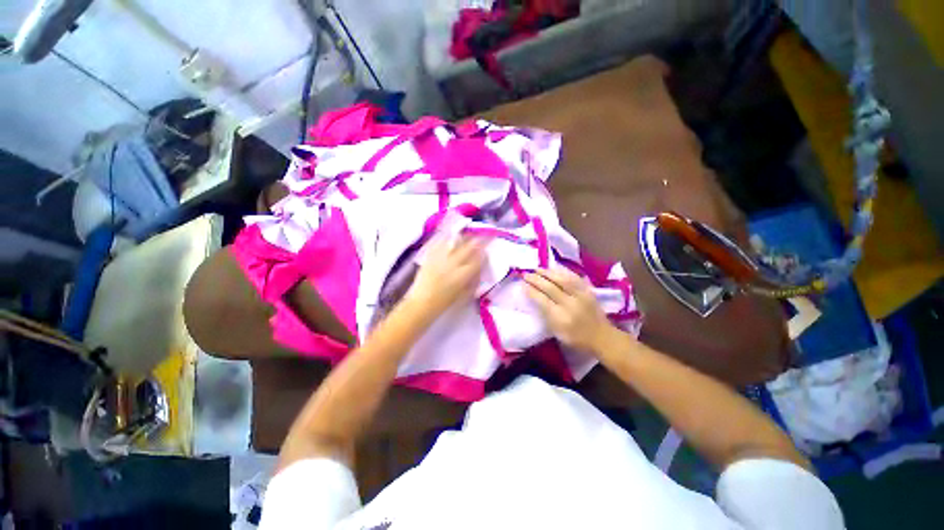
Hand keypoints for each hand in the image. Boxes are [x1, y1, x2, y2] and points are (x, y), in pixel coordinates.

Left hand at [406, 234, 488, 313]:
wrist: (422, 304)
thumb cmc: (444, 303)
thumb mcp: (464, 295)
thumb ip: (473, 282)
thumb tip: (479, 270)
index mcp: (463, 275)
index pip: (478, 260)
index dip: (483, 254)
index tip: (485, 251)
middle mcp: (453, 264)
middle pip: (468, 248)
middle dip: (476, 242)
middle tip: (480, 238)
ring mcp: (440, 259)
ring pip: (454, 242)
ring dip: (462, 238)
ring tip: (466, 236)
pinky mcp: (429, 257)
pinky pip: (439, 243)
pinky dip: (446, 240)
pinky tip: (449, 239)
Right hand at [524, 267, 618, 354]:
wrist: (602, 337)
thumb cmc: (576, 338)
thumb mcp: (557, 332)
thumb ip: (546, 316)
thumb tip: (536, 299)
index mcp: (561, 317)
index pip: (542, 300)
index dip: (531, 291)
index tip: (523, 285)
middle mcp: (570, 304)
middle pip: (550, 287)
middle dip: (536, 279)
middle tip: (526, 274)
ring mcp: (581, 296)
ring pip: (562, 279)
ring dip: (547, 273)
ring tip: (537, 269)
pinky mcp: (588, 291)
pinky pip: (574, 277)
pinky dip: (562, 272)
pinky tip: (554, 269)